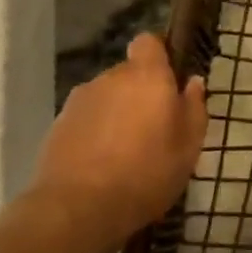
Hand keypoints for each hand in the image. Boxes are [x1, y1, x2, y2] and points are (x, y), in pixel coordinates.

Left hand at [32, 34, 207, 246]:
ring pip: (106, 97)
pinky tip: (101, 164)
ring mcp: (79, 101)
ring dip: (116, 113)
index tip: (169, 80)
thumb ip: (194, 107)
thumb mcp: (188, 146)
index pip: (148, 42)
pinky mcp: (57, 126)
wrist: (77, 209)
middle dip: (139, 92)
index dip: (158, 56)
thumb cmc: (146, 172)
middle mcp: (110, 78)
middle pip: (128, 73)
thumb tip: (193, 82)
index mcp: (146, 76)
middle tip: (153, 127)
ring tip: (125, 151)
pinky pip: (86, 119)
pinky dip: (95, 133)